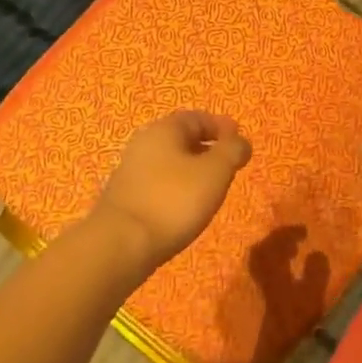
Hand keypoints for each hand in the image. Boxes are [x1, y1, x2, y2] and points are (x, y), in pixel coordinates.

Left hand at [92, 111, 252, 272]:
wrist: (121, 245)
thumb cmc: (174, 201)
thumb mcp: (215, 172)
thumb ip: (232, 151)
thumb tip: (241, 141)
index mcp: (164, 129)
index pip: (198, 117)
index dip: (221, 127)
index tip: (239, 142)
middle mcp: (144, 143)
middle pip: (181, 138)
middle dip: (207, 148)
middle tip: (227, 166)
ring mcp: (130, 170)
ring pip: (169, 162)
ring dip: (191, 170)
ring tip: (210, 190)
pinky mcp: (124, 197)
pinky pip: (158, 183)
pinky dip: (175, 188)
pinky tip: (184, 208)